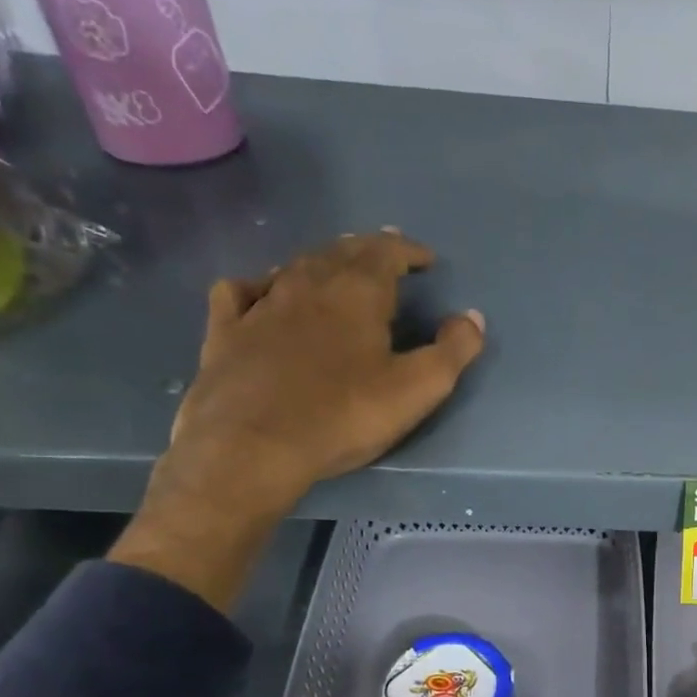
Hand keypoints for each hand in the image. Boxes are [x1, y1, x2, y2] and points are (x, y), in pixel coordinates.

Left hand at [162, 230, 483, 519]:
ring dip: (322, 261)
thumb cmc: (344, 415)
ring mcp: (260, 305)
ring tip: (336, 266)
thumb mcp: (417, 388)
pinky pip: (241, 290)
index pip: (386, 253)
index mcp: (356, 293)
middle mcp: (306, 284)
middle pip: (341, 252)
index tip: (426, 259)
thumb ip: (453, 350)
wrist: (252, 447)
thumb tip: (472, 316)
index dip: (409, 252)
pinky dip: (259, 283)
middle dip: (367, 249)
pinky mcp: (225, 331)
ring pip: (295, 266)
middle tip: (384, 252)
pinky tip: (263, 291)